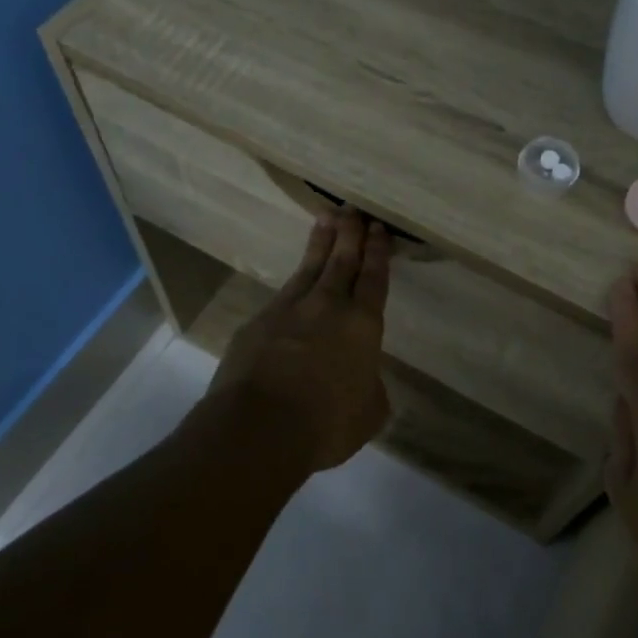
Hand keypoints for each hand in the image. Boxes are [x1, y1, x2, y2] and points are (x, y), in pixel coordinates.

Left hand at [208, 210, 391, 470]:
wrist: (261, 427)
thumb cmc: (327, 424)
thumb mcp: (368, 413)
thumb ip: (369, 389)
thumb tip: (362, 381)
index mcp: (363, 326)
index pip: (374, 280)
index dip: (378, 253)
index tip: (379, 230)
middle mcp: (328, 307)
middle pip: (342, 262)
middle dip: (350, 234)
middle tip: (353, 210)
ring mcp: (289, 310)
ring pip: (310, 268)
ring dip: (320, 243)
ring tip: (326, 218)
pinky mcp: (258, 322)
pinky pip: (282, 295)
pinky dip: (293, 282)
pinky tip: (294, 281)